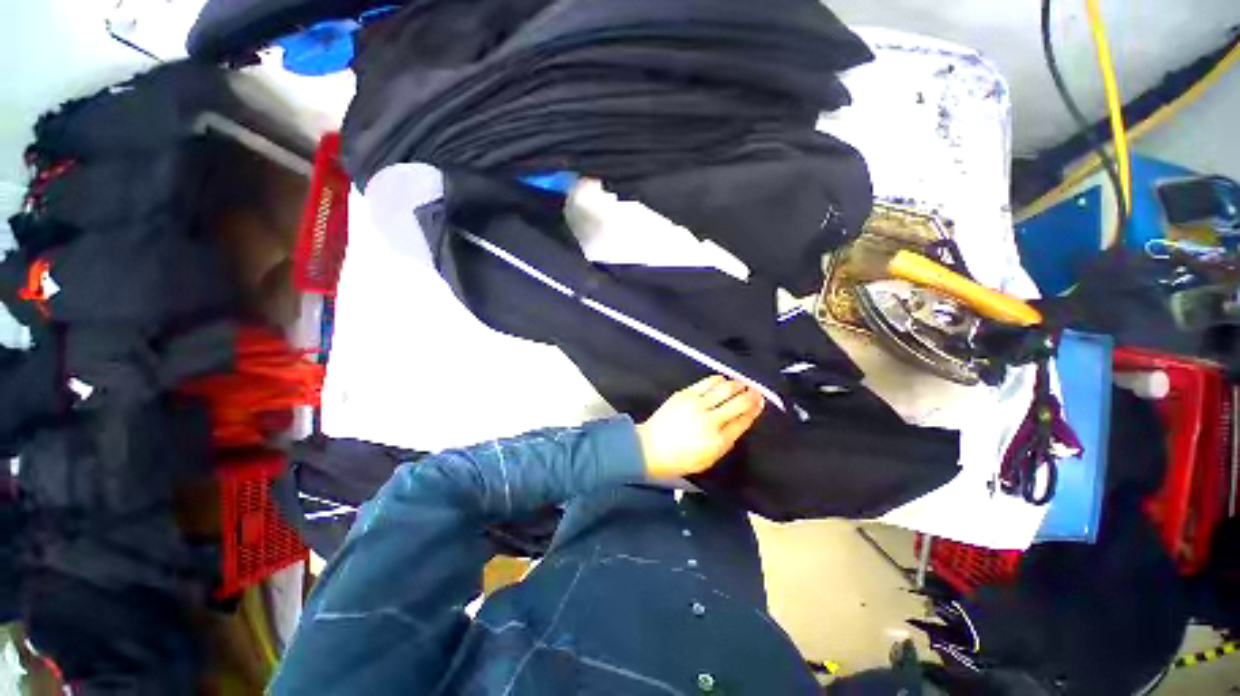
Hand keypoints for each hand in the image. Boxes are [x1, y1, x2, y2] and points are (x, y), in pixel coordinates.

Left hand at [635, 376, 764, 478]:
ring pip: (725, 388)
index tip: (760, 403)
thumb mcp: (709, 458)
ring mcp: (697, 404)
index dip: (754, 410)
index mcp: (718, 440)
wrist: (651, 447)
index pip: (743, 420)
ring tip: (742, 384)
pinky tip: (723, 380)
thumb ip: (726, 441)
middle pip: (738, 402)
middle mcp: (711, 420)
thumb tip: (739, 423)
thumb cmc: (681, 458)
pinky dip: (719, 380)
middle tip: (756, 391)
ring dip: (737, 385)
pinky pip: (707, 382)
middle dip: (751, 395)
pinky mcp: (685, 394)